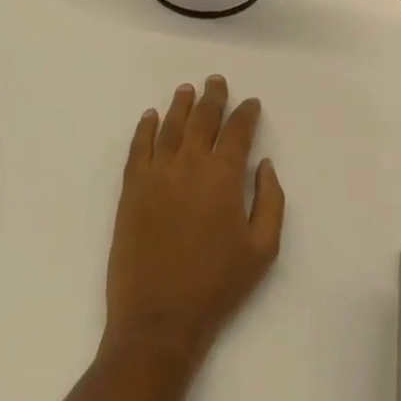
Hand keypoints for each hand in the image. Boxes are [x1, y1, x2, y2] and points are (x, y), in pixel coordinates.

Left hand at [103, 76, 285, 368]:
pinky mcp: (131, 189)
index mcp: (223, 177)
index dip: (245, 114)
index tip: (250, 103)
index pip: (237, 132)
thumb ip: (270, 201)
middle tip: (216, 81)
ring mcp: (155, 174)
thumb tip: (264, 165)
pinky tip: (150, 116)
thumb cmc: (217, 286)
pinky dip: (145, 128)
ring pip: (169, 127)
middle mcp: (188, 165)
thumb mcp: (263, 249)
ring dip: (180, 105)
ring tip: (187, 89)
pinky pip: (138, 148)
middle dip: (212, 98)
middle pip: (202, 120)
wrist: (159, 319)